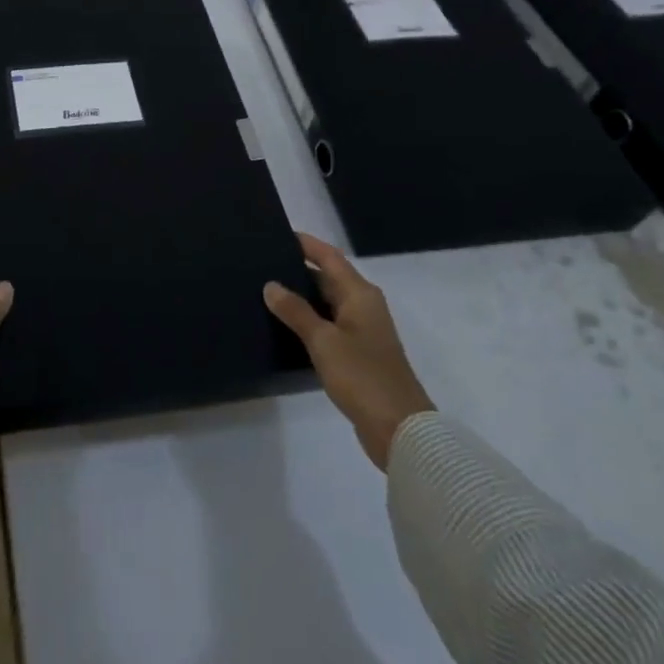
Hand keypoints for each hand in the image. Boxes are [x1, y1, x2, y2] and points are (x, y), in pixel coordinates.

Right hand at [264, 233, 434, 471]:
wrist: (400, 430)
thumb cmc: (363, 376)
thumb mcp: (323, 340)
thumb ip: (295, 311)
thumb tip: (271, 285)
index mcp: (360, 294)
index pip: (329, 257)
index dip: (306, 244)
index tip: (278, 234)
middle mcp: (364, 306)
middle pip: (328, 278)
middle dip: (298, 270)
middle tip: (262, 264)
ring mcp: (363, 331)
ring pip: (327, 303)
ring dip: (302, 297)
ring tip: (266, 292)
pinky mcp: (359, 355)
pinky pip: (329, 325)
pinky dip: (309, 320)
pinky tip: (286, 327)